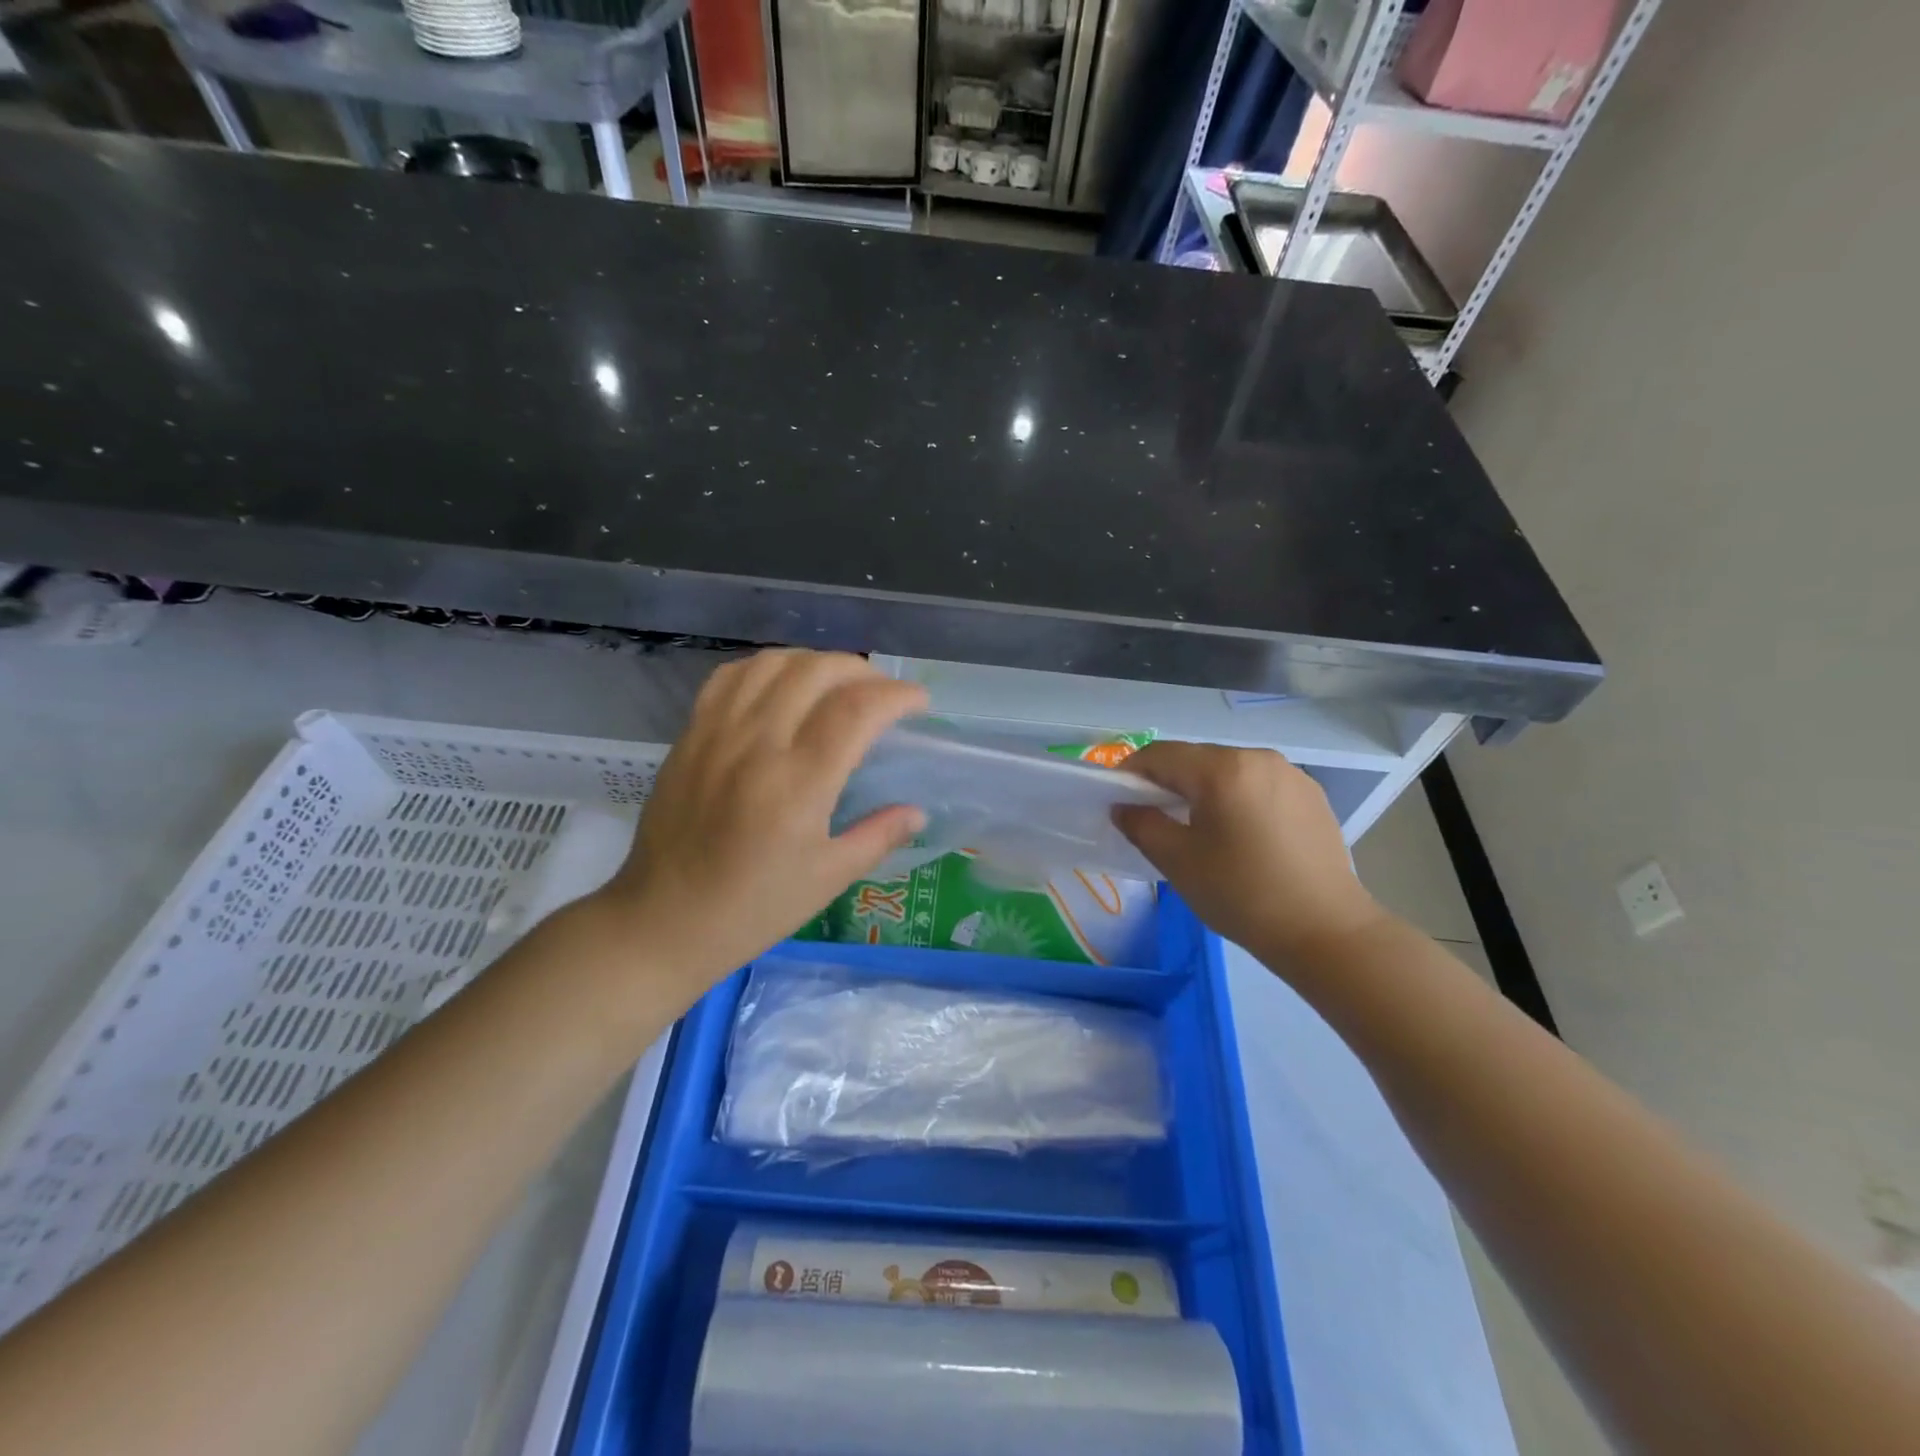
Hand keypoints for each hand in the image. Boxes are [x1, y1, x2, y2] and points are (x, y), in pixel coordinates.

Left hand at [593, 650, 928, 992]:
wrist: (662, 920)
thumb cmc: (753, 908)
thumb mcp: (828, 879)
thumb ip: (878, 836)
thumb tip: (917, 812)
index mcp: (799, 782)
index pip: (858, 708)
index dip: (897, 695)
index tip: (919, 703)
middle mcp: (758, 743)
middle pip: (817, 671)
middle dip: (863, 671)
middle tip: (882, 695)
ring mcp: (718, 732)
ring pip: (773, 663)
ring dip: (815, 662)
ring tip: (835, 685)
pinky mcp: (690, 735)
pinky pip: (730, 677)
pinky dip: (766, 668)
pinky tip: (781, 687)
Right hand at [1113, 742, 1387, 959]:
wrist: (1326, 932)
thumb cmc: (1242, 894)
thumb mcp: (1178, 862)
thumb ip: (1141, 825)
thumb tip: (1124, 807)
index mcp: (1223, 769)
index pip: (1161, 755)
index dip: (1131, 772)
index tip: (1117, 799)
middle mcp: (1258, 758)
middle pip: (1196, 759)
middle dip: (1168, 782)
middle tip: (1153, 817)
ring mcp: (1291, 774)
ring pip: (1229, 771)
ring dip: (1204, 790)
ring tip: (1198, 829)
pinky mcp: (1312, 796)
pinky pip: (1258, 785)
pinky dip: (1237, 799)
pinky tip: (1240, 836)